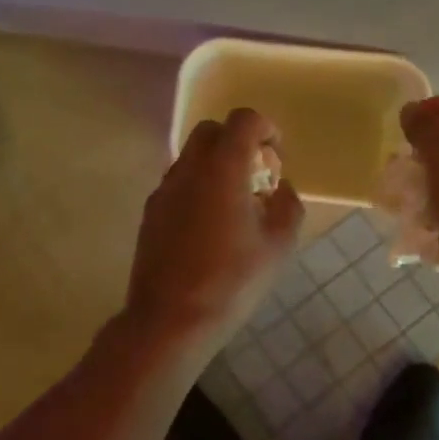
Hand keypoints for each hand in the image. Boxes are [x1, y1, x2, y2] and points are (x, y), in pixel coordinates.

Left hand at [123, 107, 303, 358]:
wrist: (170, 320)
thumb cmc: (232, 280)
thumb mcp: (279, 245)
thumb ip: (287, 206)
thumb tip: (280, 190)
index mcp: (223, 168)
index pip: (243, 120)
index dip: (265, 128)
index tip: (276, 155)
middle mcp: (189, 168)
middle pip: (212, 131)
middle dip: (238, 142)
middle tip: (257, 176)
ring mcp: (164, 190)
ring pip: (192, 157)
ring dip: (216, 165)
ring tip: (235, 204)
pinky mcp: (151, 213)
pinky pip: (178, 184)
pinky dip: (198, 187)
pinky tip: (210, 226)